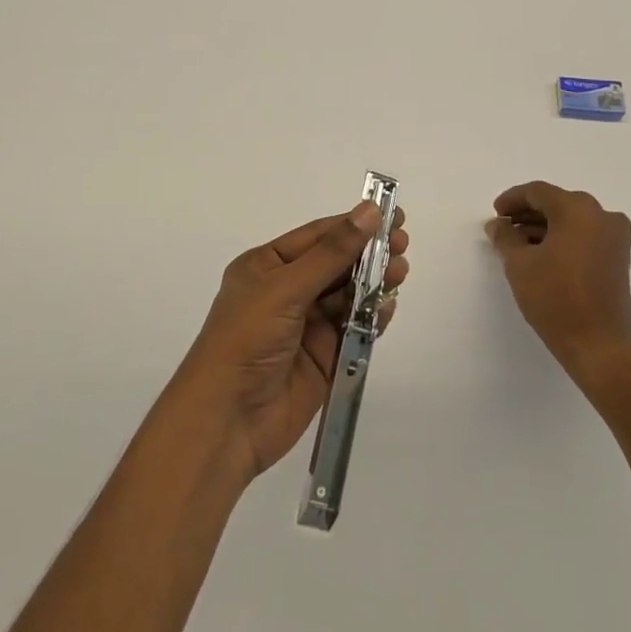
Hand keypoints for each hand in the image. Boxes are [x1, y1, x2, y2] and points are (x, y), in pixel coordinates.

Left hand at [175, 200, 409, 480]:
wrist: (226, 420)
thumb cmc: (247, 339)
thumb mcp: (286, 288)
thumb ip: (332, 252)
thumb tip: (369, 211)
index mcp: (266, 267)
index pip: (316, 237)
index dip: (353, 224)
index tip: (391, 214)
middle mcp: (286, 292)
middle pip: (335, 265)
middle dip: (368, 253)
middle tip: (403, 244)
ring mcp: (305, 327)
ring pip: (347, 296)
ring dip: (374, 283)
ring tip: (400, 272)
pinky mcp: (323, 359)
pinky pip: (353, 330)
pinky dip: (372, 317)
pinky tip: (389, 306)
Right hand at [487, 182, 630, 383]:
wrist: (600, 346)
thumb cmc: (556, 299)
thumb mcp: (519, 264)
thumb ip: (505, 237)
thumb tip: (498, 225)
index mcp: (578, 209)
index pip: (538, 192)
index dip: (512, 199)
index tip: (495, 214)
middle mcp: (602, 215)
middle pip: (557, 203)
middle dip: (528, 213)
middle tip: (504, 227)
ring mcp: (615, 237)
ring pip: (572, 219)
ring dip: (544, 226)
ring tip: (518, 243)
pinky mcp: (618, 258)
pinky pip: (585, 235)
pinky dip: (563, 238)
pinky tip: (541, 254)